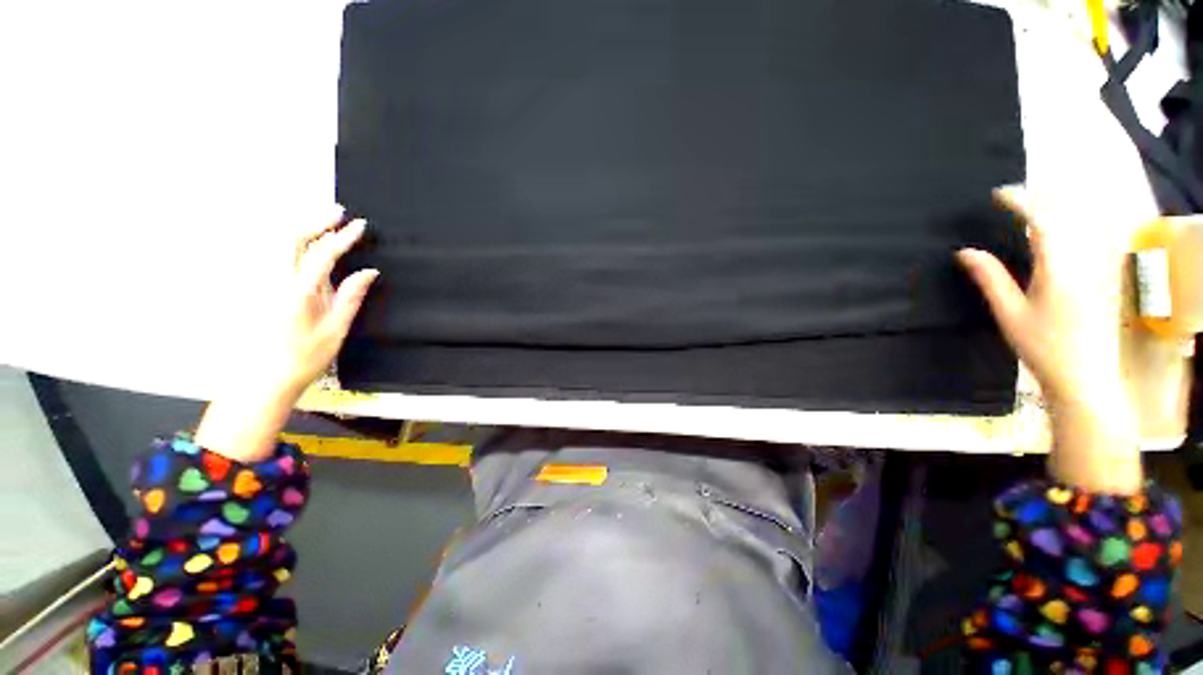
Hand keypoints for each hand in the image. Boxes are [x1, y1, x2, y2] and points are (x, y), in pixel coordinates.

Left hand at [277, 211, 379, 395]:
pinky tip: (304, 243)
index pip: (324, 253)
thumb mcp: (336, 328)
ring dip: (303, 228)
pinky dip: (293, 243)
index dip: (344, 237)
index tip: (360, 225)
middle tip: (338, 212)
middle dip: (317, 221)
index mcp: (300, 290)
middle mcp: (279, 281)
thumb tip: (368, 271)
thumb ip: (351, 296)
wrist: (265, 377)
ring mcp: (268, 283)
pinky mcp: (265, 289)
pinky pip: (277, 257)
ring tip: (323, 220)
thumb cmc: (305, 356)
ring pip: (281, 245)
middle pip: (294, 239)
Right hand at [957, 188, 1140, 492]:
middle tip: (1011, 198)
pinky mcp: (1098, 276)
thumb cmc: (1042, 346)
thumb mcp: (1010, 313)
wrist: (1083, 375)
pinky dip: (1063, 227)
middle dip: (1038, 201)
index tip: (999, 194)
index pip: (1042, 222)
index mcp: (1058, 269)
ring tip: (1026, 209)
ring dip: (1051, 211)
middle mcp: (1082, 261)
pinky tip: (1048, 233)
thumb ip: (990, 278)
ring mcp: (1095, 268)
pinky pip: (1082, 239)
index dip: (1021, 203)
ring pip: (1077, 225)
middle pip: (1065, 217)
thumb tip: (966, 251)